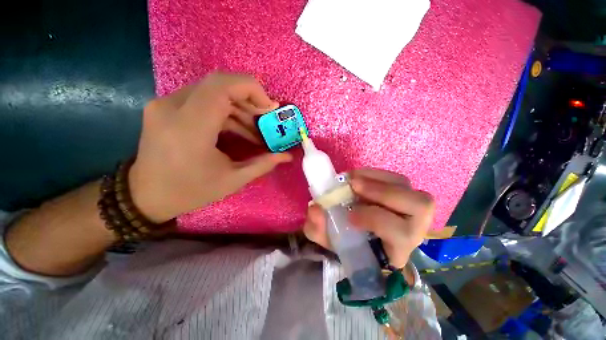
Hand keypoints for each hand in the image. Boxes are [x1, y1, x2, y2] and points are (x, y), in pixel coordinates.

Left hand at [129, 73, 291, 222]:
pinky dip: (224, 111)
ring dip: (238, 107)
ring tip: (254, 130)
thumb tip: (287, 156)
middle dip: (249, 98)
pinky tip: (237, 129)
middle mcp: (172, 107)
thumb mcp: (232, 180)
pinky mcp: (165, 107)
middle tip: (265, 119)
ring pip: (212, 91)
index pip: (222, 87)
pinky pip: (202, 100)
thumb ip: (263, 164)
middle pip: (219, 84)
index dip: (252, 89)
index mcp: (189, 127)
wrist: (145, 196)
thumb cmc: (190, 191)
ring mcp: (165, 104)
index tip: (270, 108)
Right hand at [303, 168, 434, 268]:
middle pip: (419, 206)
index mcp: (397, 249)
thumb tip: (315, 208)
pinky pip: (395, 178)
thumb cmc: (347, 242)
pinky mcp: (403, 193)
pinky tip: (357, 176)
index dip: (374, 219)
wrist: (358, 236)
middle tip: (352, 185)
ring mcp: (410, 207)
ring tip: (352, 179)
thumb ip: (318, 229)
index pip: (402, 234)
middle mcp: (414, 228)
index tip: (348, 215)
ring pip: (407, 187)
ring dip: (377, 179)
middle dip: (382, 192)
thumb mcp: (329, 240)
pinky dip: (375, 173)